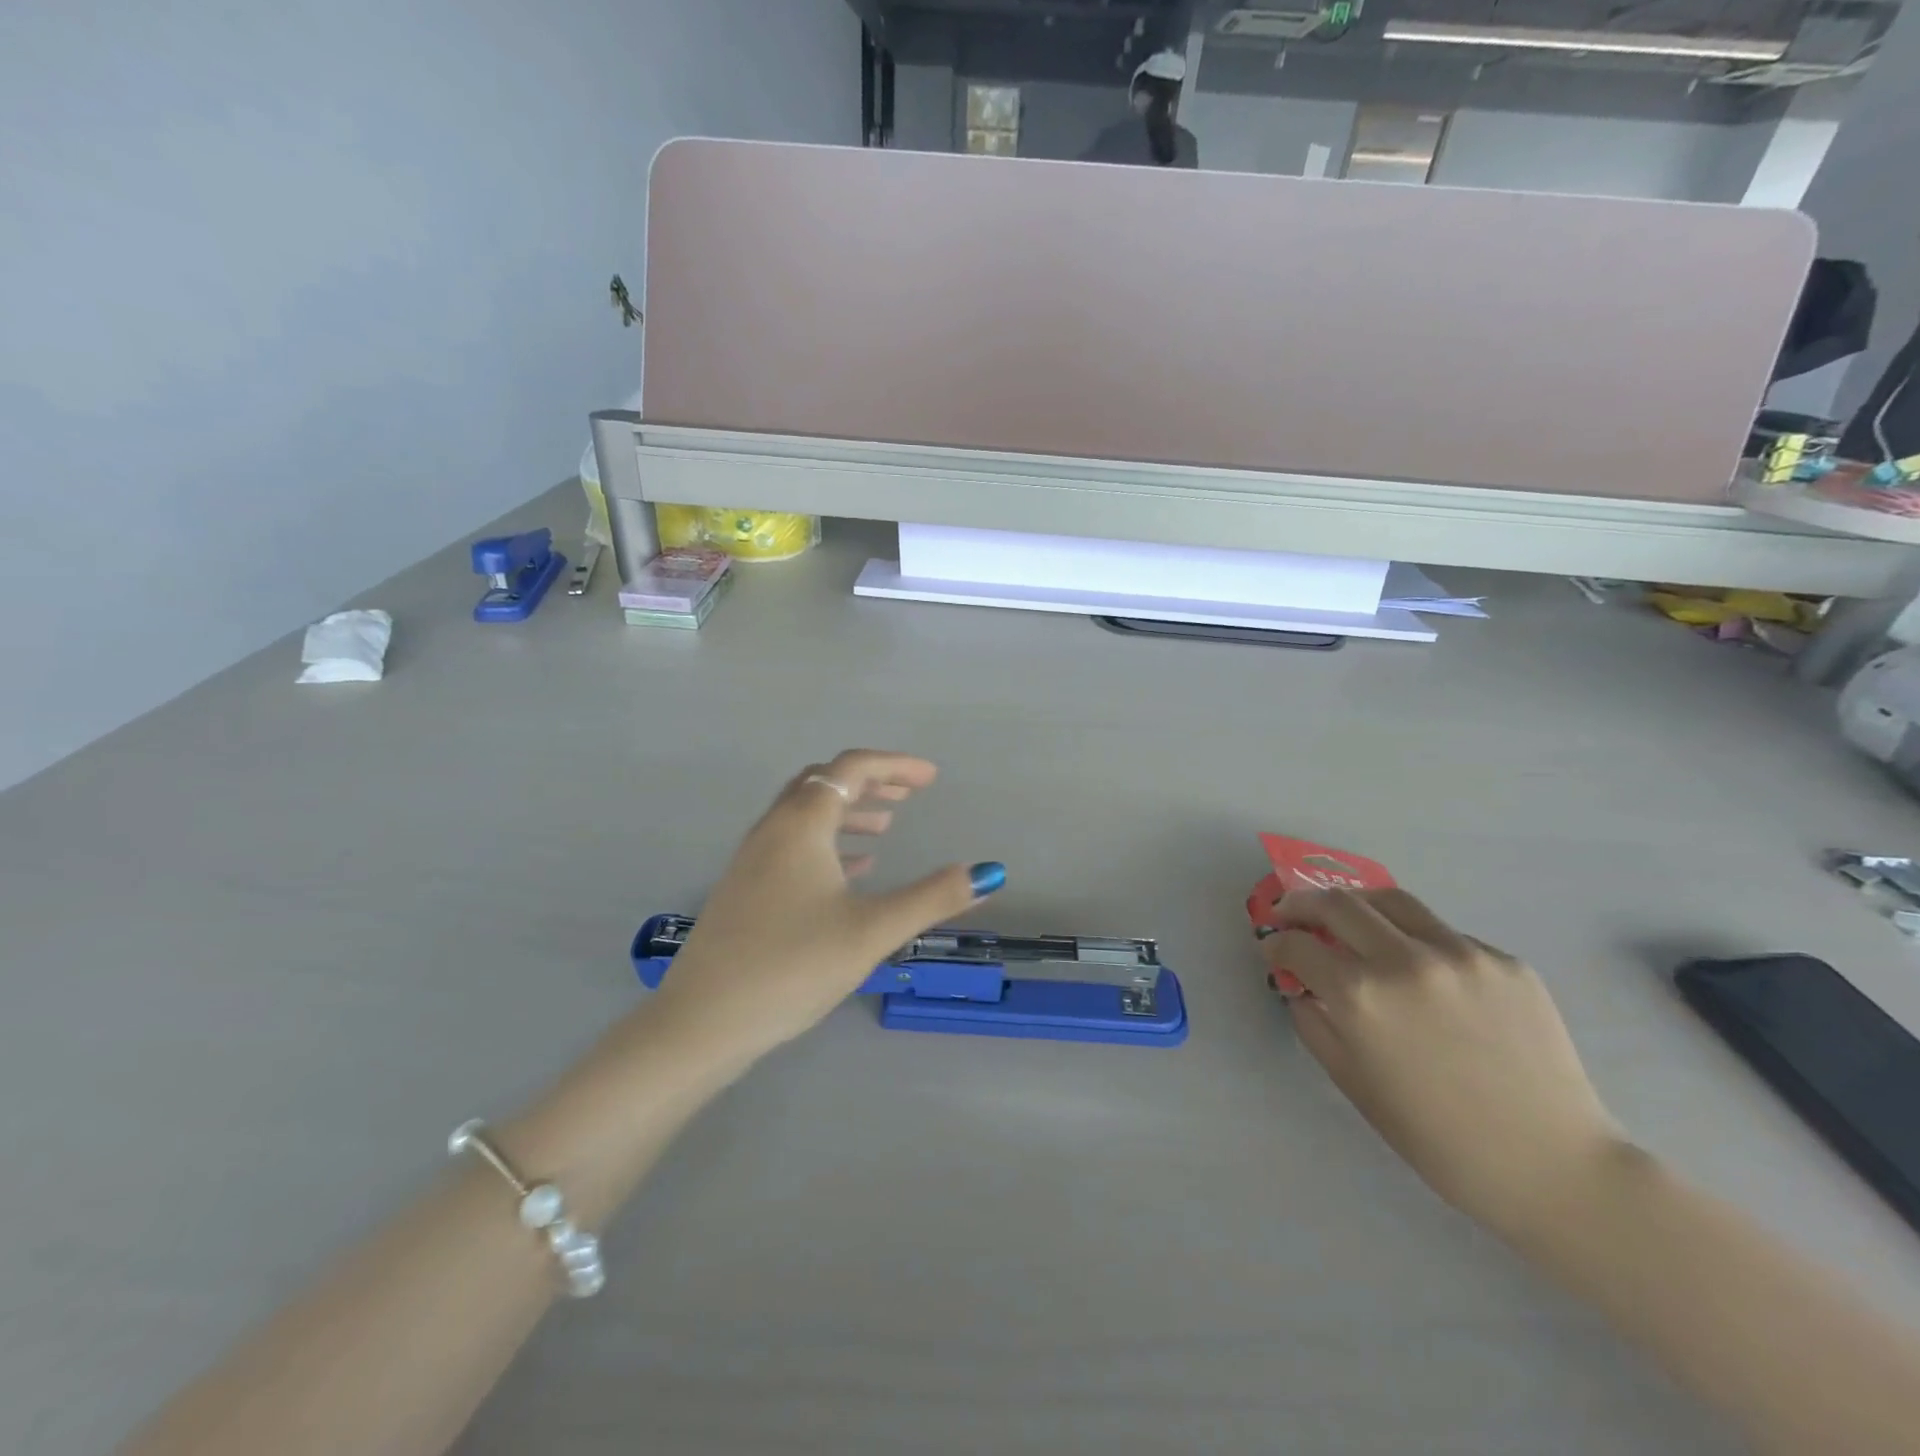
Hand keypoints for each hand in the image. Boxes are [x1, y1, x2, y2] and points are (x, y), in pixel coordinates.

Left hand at [651, 750, 1003, 1061]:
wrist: (703, 1021)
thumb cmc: (792, 966)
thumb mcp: (871, 931)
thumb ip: (932, 898)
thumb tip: (988, 872)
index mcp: (801, 824)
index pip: (851, 769)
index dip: (895, 765)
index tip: (932, 777)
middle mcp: (773, 829)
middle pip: (823, 782)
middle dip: (870, 783)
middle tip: (910, 795)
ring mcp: (752, 858)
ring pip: (805, 814)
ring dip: (848, 811)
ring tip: (886, 829)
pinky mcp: (744, 888)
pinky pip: (792, 844)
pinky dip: (827, 842)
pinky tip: (850, 871)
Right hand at [1259, 888, 1624, 1234]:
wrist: (1551, 1167)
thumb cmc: (1437, 1138)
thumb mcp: (1353, 1082)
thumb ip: (1314, 1022)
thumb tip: (1301, 985)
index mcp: (1361, 997)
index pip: (1297, 945)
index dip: (1276, 944)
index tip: (1273, 948)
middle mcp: (1405, 961)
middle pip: (1337, 903)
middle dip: (1302, 904)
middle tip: (1292, 913)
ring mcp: (1460, 955)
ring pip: (1391, 901)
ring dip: (1356, 904)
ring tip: (1349, 918)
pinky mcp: (1504, 961)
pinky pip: (1444, 934)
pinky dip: (1416, 940)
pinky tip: (1421, 971)